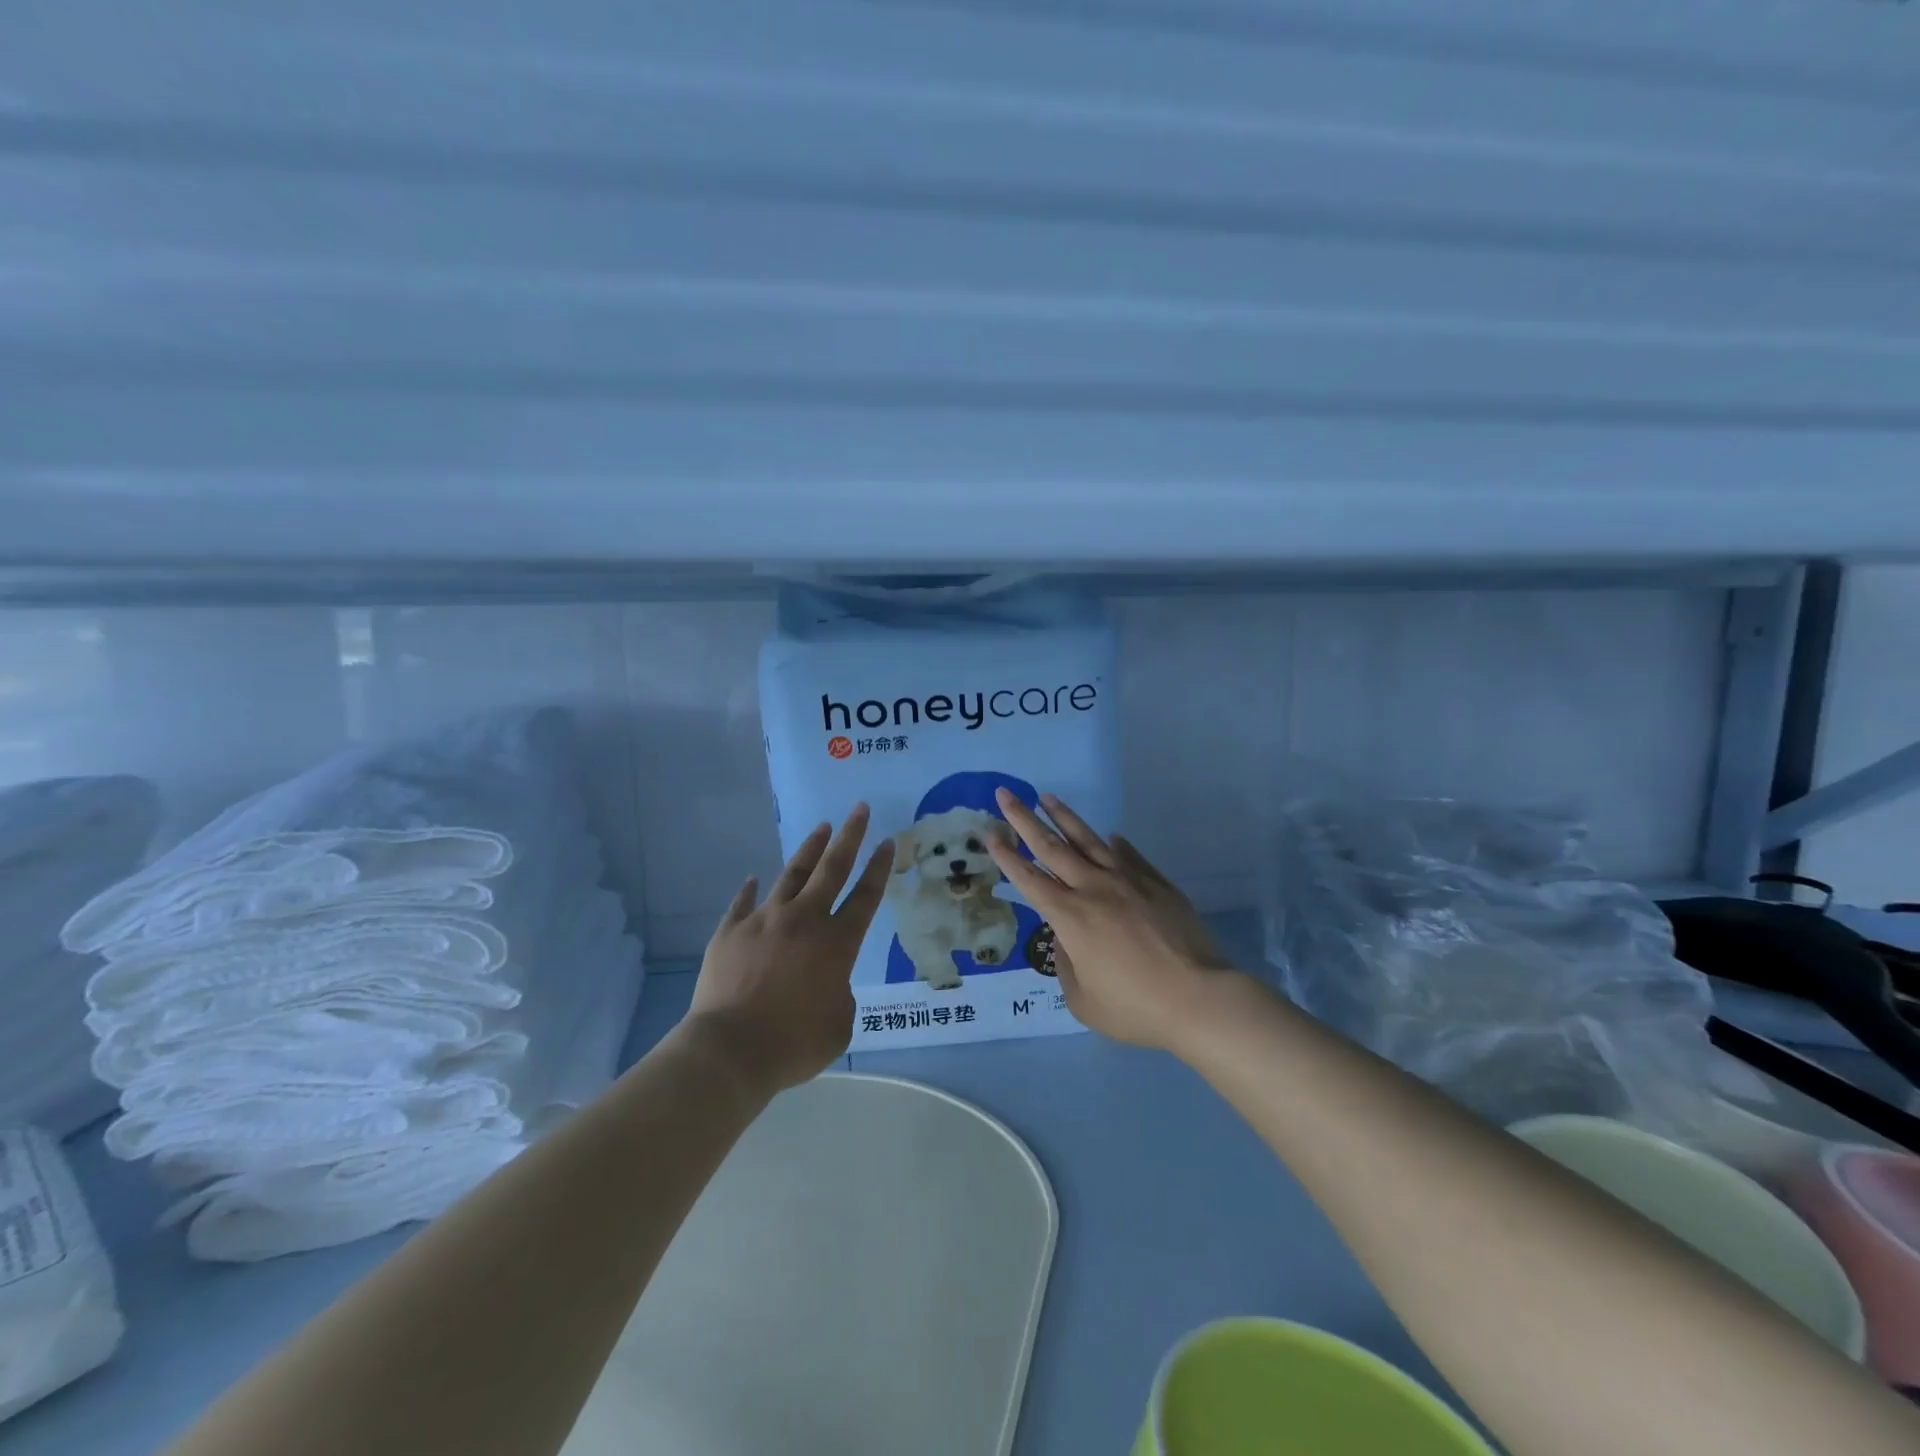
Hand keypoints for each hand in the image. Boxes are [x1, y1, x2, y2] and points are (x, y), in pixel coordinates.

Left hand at [685, 805, 892, 1096]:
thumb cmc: (794, 1043)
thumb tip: (827, 982)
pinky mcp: (730, 931)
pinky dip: (750, 890)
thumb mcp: (839, 1026)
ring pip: (792, 875)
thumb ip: (840, 994)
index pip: (866, 896)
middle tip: (859, 809)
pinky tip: (754, 878)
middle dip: (849, 836)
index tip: (887, 842)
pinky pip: (743, 903)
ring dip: (809, 850)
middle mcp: (804, 920)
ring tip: (821, 828)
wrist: (730, 1050)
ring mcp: (764, 921)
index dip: (879, 868)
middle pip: (832, 868)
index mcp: (837, 943)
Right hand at [986, 789, 1237, 1052]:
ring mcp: (1128, 881)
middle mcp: (1093, 889)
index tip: (990, 833)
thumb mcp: (1084, 1001)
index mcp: (1070, 917)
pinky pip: (1130, 856)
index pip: (1029, 879)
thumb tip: (1066, 939)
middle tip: (1006, 794)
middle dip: (1024, 819)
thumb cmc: (1135, 1007)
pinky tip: (1110, 835)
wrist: (1198, 997)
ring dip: (1064, 817)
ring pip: (1089, 840)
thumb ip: (1066, 966)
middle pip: (1051, 847)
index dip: (1007, 856)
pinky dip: (1115, 844)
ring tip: (1047, 797)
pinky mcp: (1156, 883)